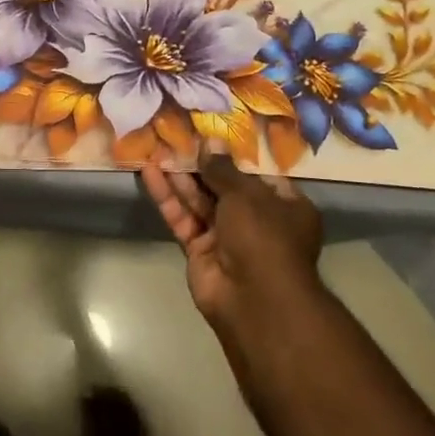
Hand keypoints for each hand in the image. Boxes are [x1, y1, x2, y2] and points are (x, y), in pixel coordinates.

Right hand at [141, 151, 323, 335]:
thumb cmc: (264, 237)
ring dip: (179, 176)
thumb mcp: (246, 194)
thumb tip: (210, 141)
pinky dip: (167, 197)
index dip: (232, 155)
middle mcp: (257, 221)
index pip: (257, 174)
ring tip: (156, 147)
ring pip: (199, 200)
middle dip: (199, 164)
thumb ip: (222, 169)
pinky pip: (182, 217)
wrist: (254, 301)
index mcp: (284, 206)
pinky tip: (150, 172)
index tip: (209, 134)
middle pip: (223, 186)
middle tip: (175, 136)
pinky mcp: (199, 250)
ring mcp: (226, 237)